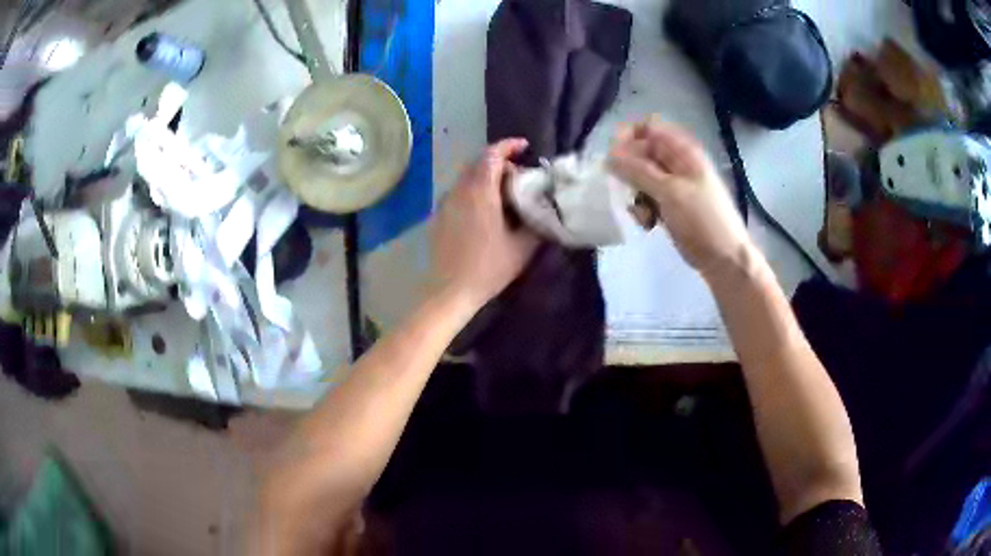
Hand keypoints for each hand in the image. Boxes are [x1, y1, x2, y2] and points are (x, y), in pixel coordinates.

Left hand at [432, 139, 539, 310]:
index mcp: (480, 192)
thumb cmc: (488, 268)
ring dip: (486, 177)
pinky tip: (485, 211)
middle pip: (478, 163)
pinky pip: (459, 192)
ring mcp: (446, 203)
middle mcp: (460, 191)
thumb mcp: (522, 247)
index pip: (492, 155)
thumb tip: (544, 208)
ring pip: (467, 177)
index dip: (508, 146)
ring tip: (504, 194)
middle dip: (500, 162)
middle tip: (519, 177)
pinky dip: (474, 190)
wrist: (450, 290)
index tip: (525, 147)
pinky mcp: (439, 216)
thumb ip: (535, 222)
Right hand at [609, 117, 752, 278]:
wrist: (723, 258)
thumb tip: (608, 156)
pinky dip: (642, 208)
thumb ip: (638, 171)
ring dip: (634, 193)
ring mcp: (673, 184)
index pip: (648, 127)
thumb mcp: (669, 192)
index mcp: (682, 151)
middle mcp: (676, 162)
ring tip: (641, 212)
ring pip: (640, 177)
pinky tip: (647, 223)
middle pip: (641, 153)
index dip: (628, 136)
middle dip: (628, 170)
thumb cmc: (702, 220)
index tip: (613, 156)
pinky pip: (646, 197)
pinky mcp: (669, 204)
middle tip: (625, 189)